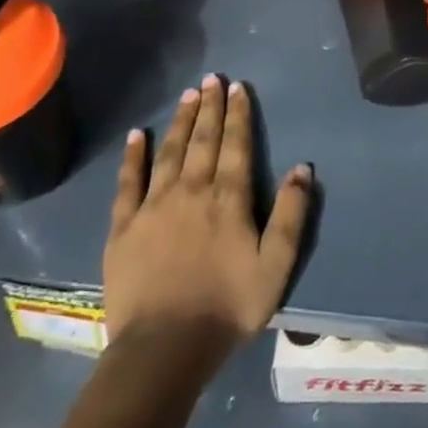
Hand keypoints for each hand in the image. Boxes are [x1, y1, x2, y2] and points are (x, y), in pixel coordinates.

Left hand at [103, 74, 312, 364]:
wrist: (164, 349)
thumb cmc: (228, 307)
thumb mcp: (276, 266)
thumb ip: (291, 215)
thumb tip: (303, 168)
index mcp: (228, 199)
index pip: (236, 145)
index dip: (238, 114)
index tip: (238, 87)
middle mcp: (192, 191)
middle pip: (203, 140)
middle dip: (209, 107)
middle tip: (212, 78)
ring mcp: (154, 207)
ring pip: (170, 152)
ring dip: (180, 122)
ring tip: (187, 95)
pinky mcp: (124, 227)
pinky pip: (128, 182)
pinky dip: (133, 156)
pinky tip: (138, 135)